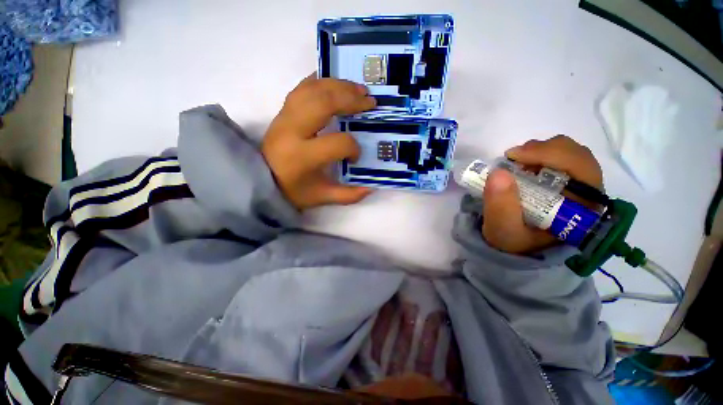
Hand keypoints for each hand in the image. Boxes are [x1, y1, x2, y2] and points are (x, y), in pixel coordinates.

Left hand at [262, 74, 376, 209]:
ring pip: (313, 90)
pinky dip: (320, 81)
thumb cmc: (292, 190)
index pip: (338, 142)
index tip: (355, 156)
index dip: (353, 148)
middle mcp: (292, 131)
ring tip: (359, 89)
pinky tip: (335, 81)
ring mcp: (284, 116)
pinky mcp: (282, 111)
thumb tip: (370, 189)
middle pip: (324, 104)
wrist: (260, 179)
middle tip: (370, 102)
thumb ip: (347, 195)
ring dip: (339, 86)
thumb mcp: (321, 197)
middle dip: (351, 100)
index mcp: (303, 156)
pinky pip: (301, 88)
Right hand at [482, 135, 603, 253]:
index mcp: (583, 209)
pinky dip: (537, 154)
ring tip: (515, 161)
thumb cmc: (513, 241)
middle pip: (578, 156)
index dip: (551, 155)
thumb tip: (498, 173)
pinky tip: (521, 164)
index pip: (583, 169)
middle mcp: (587, 193)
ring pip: (569, 152)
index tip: (514, 157)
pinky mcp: (564, 180)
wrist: (515, 246)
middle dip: (543, 150)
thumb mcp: (502, 230)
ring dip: (540, 151)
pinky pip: (558, 156)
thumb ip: (500, 207)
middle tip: (512, 157)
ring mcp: (577, 185)